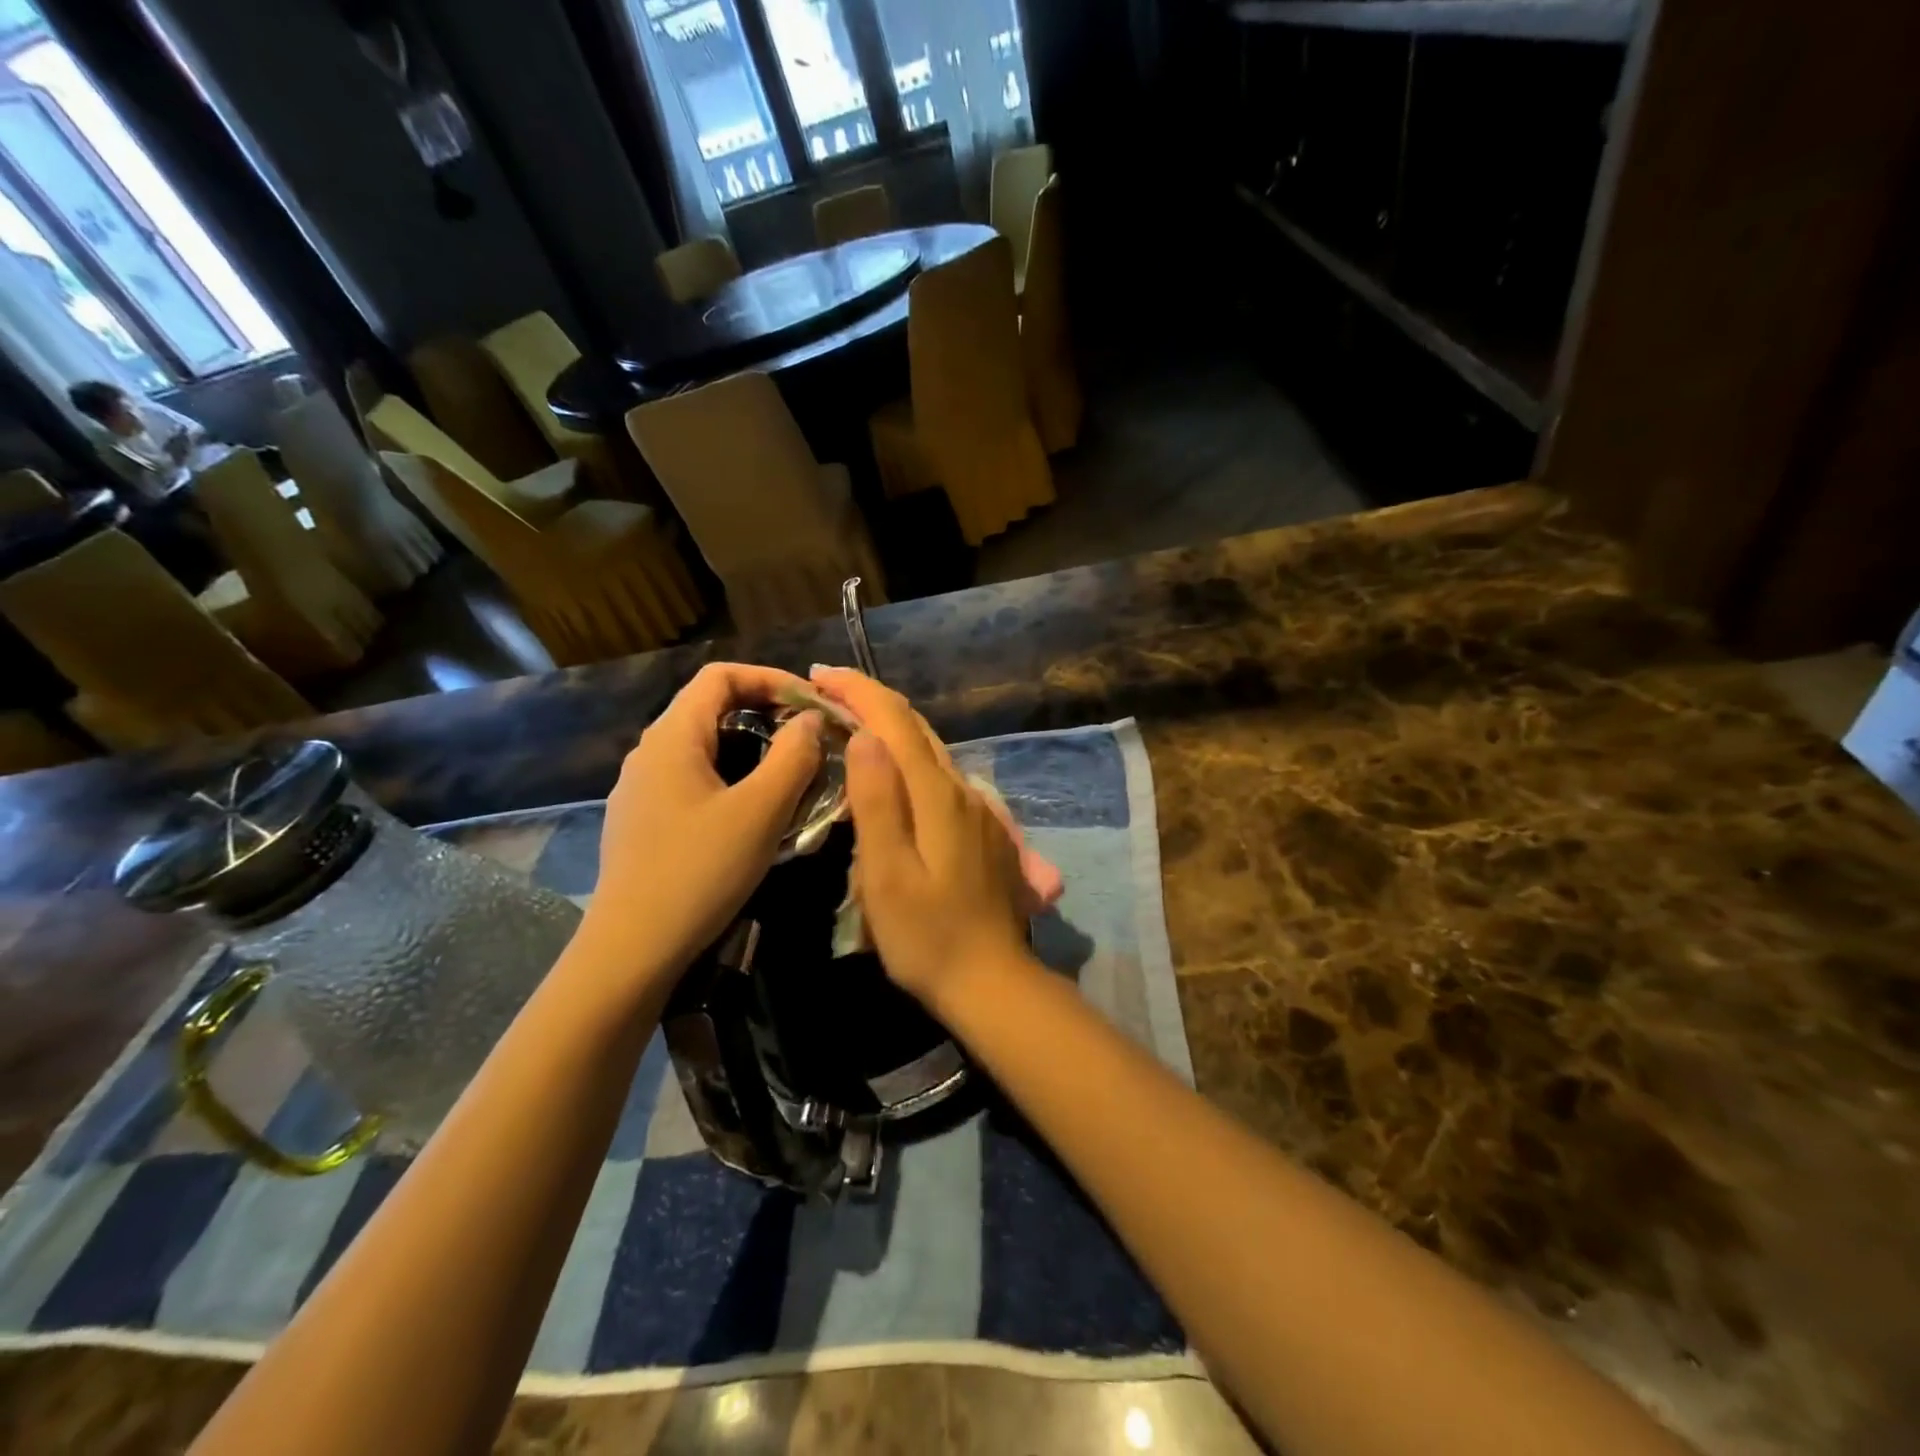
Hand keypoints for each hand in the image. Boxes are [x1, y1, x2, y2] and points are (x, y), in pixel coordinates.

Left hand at [585, 663, 822, 982]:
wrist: (632, 949)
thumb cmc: (700, 871)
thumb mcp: (761, 811)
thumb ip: (793, 756)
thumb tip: (810, 718)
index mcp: (672, 737)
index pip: (720, 676)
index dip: (770, 678)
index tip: (811, 702)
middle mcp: (649, 752)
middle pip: (710, 708)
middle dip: (765, 713)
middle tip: (809, 738)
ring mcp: (640, 788)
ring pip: (703, 747)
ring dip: (750, 749)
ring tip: (790, 774)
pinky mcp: (642, 821)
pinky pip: (692, 779)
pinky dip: (730, 778)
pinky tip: (752, 813)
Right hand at [810, 667, 1035, 1011]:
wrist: (992, 982)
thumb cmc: (928, 937)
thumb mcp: (888, 875)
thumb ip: (877, 802)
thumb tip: (864, 736)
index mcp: (937, 795)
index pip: (895, 722)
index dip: (857, 690)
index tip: (818, 676)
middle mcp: (962, 790)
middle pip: (916, 729)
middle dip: (871, 701)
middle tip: (825, 693)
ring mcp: (978, 810)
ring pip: (930, 751)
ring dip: (889, 728)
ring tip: (849, 723)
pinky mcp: (982, 830)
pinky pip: (939, 777)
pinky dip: (908, 758)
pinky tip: (891, 773)